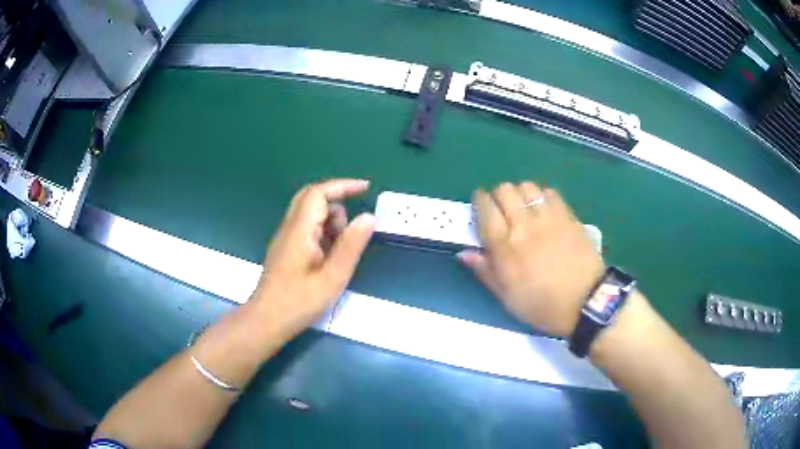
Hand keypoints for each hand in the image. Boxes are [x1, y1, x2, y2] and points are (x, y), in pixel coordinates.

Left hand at [252, 179, 374, 338]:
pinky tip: (329, 258)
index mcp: (300, 230)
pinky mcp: (286, 249)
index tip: (366, 189)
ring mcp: (286, 238)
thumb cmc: (299, 302)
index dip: (343, 186)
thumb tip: (368, 217)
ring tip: (340, 252)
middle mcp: (290, 227)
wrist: (266, 320)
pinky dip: (323, 234)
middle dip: (337, 203)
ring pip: (310, 214)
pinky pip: (307, 228)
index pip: (318, 192)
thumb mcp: (332, 277)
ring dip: (331, 222)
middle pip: (312, 198)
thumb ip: (351, 246)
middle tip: (354, 226)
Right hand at [458, 182, 603, 336]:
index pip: (485, 209)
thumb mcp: (508, 298)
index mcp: (505, 247)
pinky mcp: (568, 216)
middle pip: (504, 190)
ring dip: (520, 193)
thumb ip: (485, 272)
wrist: (585, 302)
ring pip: (527, 186)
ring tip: (523, 208)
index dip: (479, 201)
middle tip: (501, 209)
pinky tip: (544, 210)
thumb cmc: (542, 305)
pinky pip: (550, 192)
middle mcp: (524, 225)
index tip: (480, 204)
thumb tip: (464, 253)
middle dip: (498, 195)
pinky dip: (542, 196)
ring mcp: (548, 217)